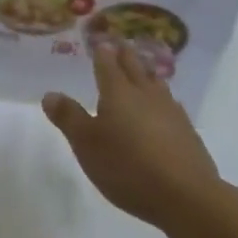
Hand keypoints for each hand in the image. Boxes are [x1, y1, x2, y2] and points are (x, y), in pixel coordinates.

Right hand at [42, 43, 221, 227]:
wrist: (186, 196)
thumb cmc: (127, 167)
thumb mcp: (86, 144)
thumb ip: (68, 117)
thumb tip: (50, 93)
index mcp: (117, 92)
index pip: (107, 63)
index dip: (102, 51)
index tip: (100, 41)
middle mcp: (145, 94)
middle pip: (134, 67)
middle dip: (125, 55)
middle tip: (120, 44)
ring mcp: (170, 111)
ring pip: (156, 83)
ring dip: (147, 73)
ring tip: (143, 70)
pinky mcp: (188, 132)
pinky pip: (172, 104)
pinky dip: (163, 99)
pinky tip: (165, 108)